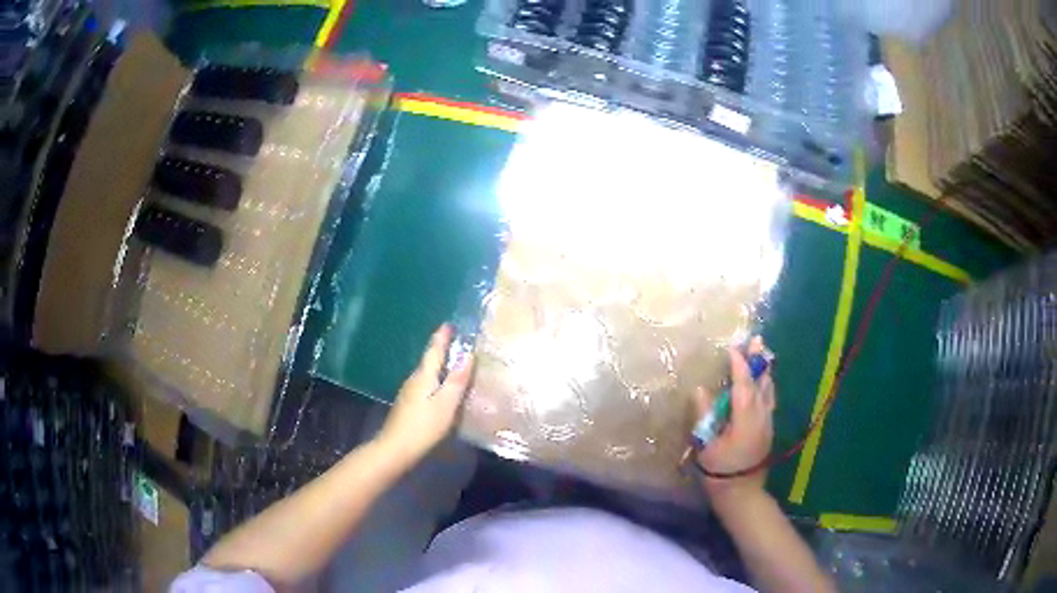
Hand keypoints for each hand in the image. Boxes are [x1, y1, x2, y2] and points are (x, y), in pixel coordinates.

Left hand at [377, 325, 474, 463]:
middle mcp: (414, 379)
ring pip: (426, 374)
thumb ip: (457, 380)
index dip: (442, 337)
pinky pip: (424, 386)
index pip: (434, 350)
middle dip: (441, 350)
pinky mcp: (407, 405)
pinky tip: (441, 390)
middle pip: (429, 361)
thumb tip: (468, 355)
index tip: (449, 324)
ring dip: (439, 367)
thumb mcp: (446, 404)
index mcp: (424, 376)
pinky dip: (435, 382)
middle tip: (457, 343)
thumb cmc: (424, 426)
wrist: (395, 448)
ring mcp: (408, 393)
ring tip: (453, 366)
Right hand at [695, 339, 774, 502]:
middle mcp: (761, 416)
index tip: (732, 348)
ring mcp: (767, 423)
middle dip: (758, 361)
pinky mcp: (768, 429)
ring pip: (769, 390)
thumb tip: (700, 390)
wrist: (742, 494)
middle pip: (762, 383)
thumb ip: (705, 416)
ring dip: (764, 371)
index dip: (738, 364)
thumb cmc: (720, 472)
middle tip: (757, 339)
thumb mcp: (706, 446)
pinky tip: (763, 383)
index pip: (743, 384)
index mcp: (746, 419)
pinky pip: (769, 399)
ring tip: (762, 355)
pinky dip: (766, 385)